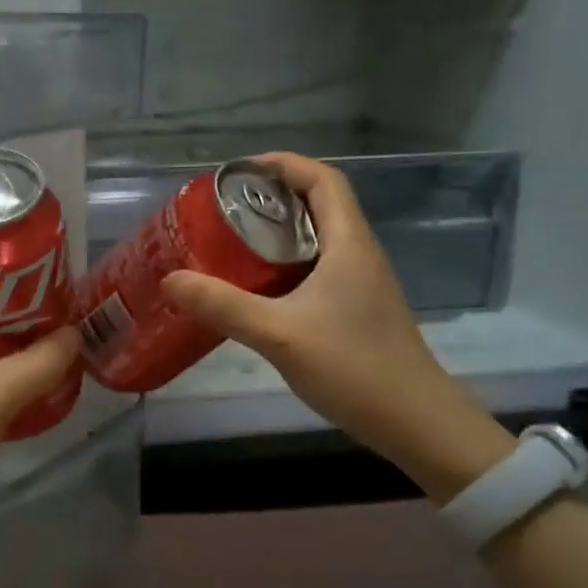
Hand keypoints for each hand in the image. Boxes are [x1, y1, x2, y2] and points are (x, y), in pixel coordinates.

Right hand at [160, 153, 511, 499]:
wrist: (416, 423)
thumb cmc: (354, 367)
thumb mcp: (279, 334)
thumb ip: (224, 305)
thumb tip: (171, 279)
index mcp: (349, 243)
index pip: (324, 179)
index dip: (284, 164)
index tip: (240, 171)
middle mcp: (359, 253)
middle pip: (319, 204)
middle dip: (272, 197)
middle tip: (224, 209)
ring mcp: (361, 284)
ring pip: (318, 239)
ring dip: (278, 232)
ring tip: (231, 243)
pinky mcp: (357, 310)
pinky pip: (317, 269)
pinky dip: (286, 265)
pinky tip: (257, 290)